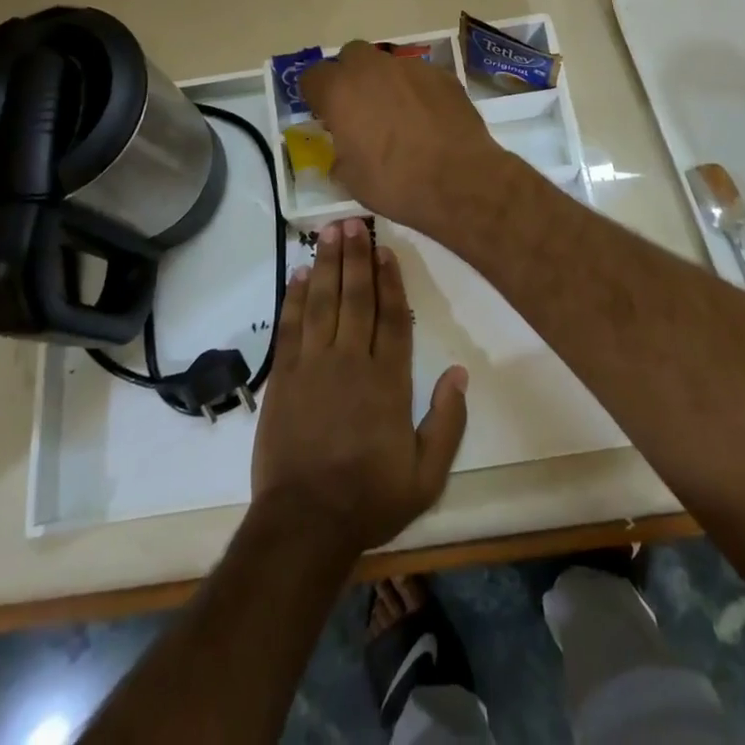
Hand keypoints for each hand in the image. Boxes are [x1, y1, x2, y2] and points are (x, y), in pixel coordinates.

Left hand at [251, 218, 468, 558]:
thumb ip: (447, 423)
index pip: (392, 318)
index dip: (390, 280)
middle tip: (354, 222)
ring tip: (329, 231)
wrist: (305, 523)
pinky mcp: (284, 376)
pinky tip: (301, 273)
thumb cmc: (370, 499)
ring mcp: (313, 365)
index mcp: (388, 381)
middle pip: (356, 298)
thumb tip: (460, 373)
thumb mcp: (426, 475)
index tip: (387, 250)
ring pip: (323, 302)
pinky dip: (296, 297)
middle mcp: (351, 361)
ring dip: (328, 264)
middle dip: (356, 257)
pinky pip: (291, 326)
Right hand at [298, 40, 508, 235]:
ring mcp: (411, 68)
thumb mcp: (351, 178)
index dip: (316, 95)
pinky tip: (426, 118)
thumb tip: (345, 149)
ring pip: (388, 63)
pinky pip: (419, 76)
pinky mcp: (443, 75)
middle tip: (359, 107)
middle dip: (350, 76)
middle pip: (351, 55)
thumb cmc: (395, 183)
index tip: (325, 115)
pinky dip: (416, 91)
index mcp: (340, 91)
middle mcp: (373, 69)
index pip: (312, 76)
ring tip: (397, 115)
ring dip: (385, 82)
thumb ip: (340, 153)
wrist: (460, 181)